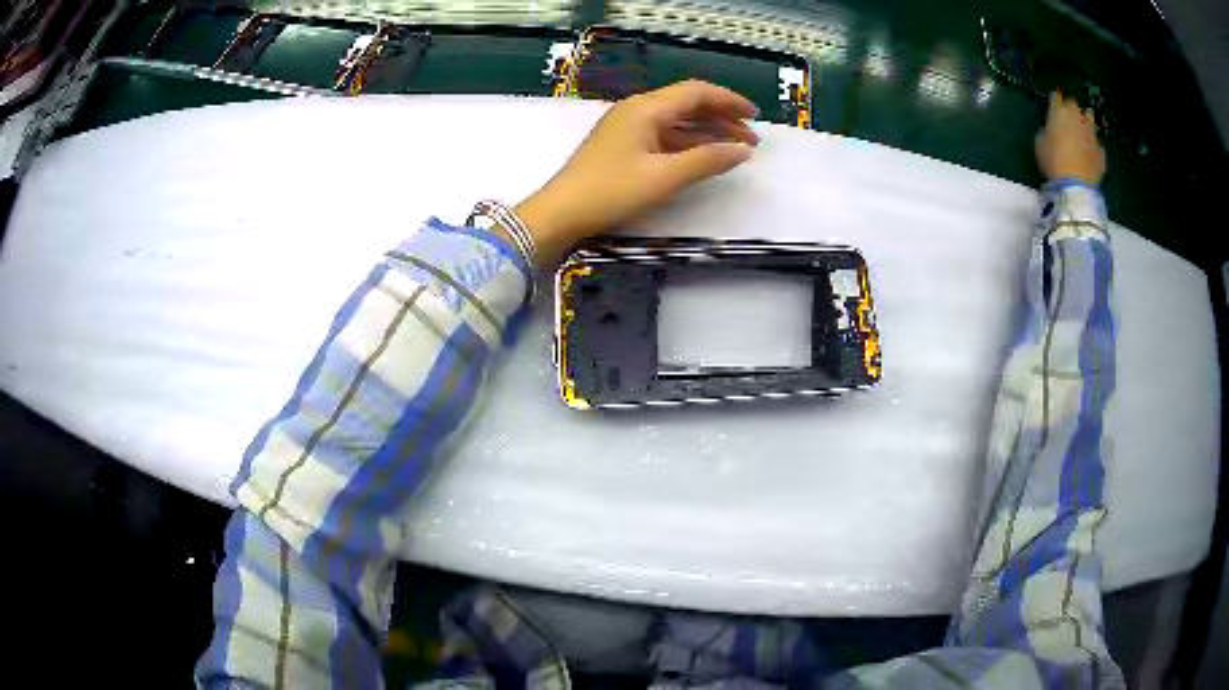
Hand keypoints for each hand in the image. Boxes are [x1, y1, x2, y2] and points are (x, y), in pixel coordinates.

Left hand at [514, 80, 759, 263]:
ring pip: (675, 122)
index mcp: (646, 108)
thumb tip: (742, 150)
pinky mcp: (622, 146)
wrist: (559, 213)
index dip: (728, 101)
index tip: (755, 116)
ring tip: (734, 149)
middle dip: (721, 118)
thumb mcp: (663, 177)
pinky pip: (663, 137)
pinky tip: (702, 157)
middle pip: (686, 104)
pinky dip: (687, 144)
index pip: (695, 92)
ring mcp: (627, 128)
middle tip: (750, 139)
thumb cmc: (610, 191)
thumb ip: (706, 160)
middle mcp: (637, 111)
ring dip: (706, 132)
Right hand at [1034, 91, 1105, 185]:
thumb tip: (1051, 130)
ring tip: (1084, 125)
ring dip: (1086, 120)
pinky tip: (1091, 150)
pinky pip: (1098, 143)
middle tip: (1068, 113)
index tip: (1053, 101)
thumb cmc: (1053, 161)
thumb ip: (1046, 131)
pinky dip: (1094, 145)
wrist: (1075, 185)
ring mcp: (1091, 134)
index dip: (1054, 99)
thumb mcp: (1040, 144)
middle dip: (1071, 107)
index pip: (1055, 97)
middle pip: (1074, 104)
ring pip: (1090, 118)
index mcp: (1059, 112)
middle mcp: (1076, 118)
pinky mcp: (1100, 152)